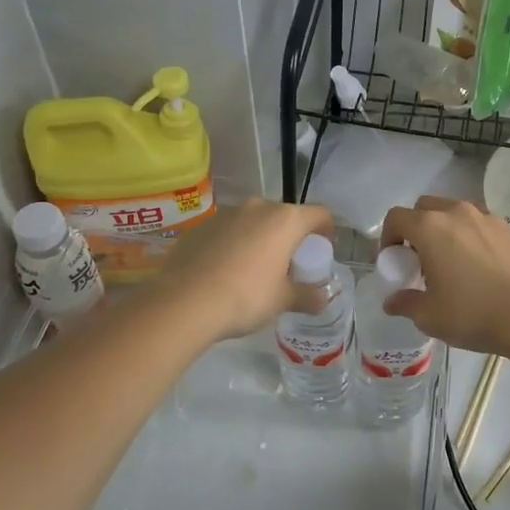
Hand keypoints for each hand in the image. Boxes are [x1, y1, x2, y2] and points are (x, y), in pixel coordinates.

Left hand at [158, 198, 335, 340]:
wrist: (183, 302)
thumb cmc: (245, 297)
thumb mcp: (282, 300)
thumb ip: (306, 296)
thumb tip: (322, 300)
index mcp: (285, 221)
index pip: (319, 213)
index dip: (326, 229)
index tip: (322, 248)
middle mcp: (257, 207)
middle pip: (285, 216)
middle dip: (290, 236)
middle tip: (288, 264)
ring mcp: (226, 214)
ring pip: (253, 221)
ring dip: (260, 238)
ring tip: (254, 268)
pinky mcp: (200, 226)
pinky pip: (227, 231)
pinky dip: (233, 244)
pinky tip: (224, 271)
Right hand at [379, 196, 509, 354]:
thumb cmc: (474, 313)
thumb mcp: (430, 316)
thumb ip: (406, 303)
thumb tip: (392, 301)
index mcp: (430, 228)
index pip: (396, 218)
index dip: (387, 238)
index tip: (392, 262)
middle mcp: (457, 213)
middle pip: (425, 207)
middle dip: (415, 229)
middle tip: (419, 261)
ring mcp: (487, 218)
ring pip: (455, 214)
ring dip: (444, 231)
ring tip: (451, 264)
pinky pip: (479, 225)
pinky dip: (470, 238)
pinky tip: (480, 268)